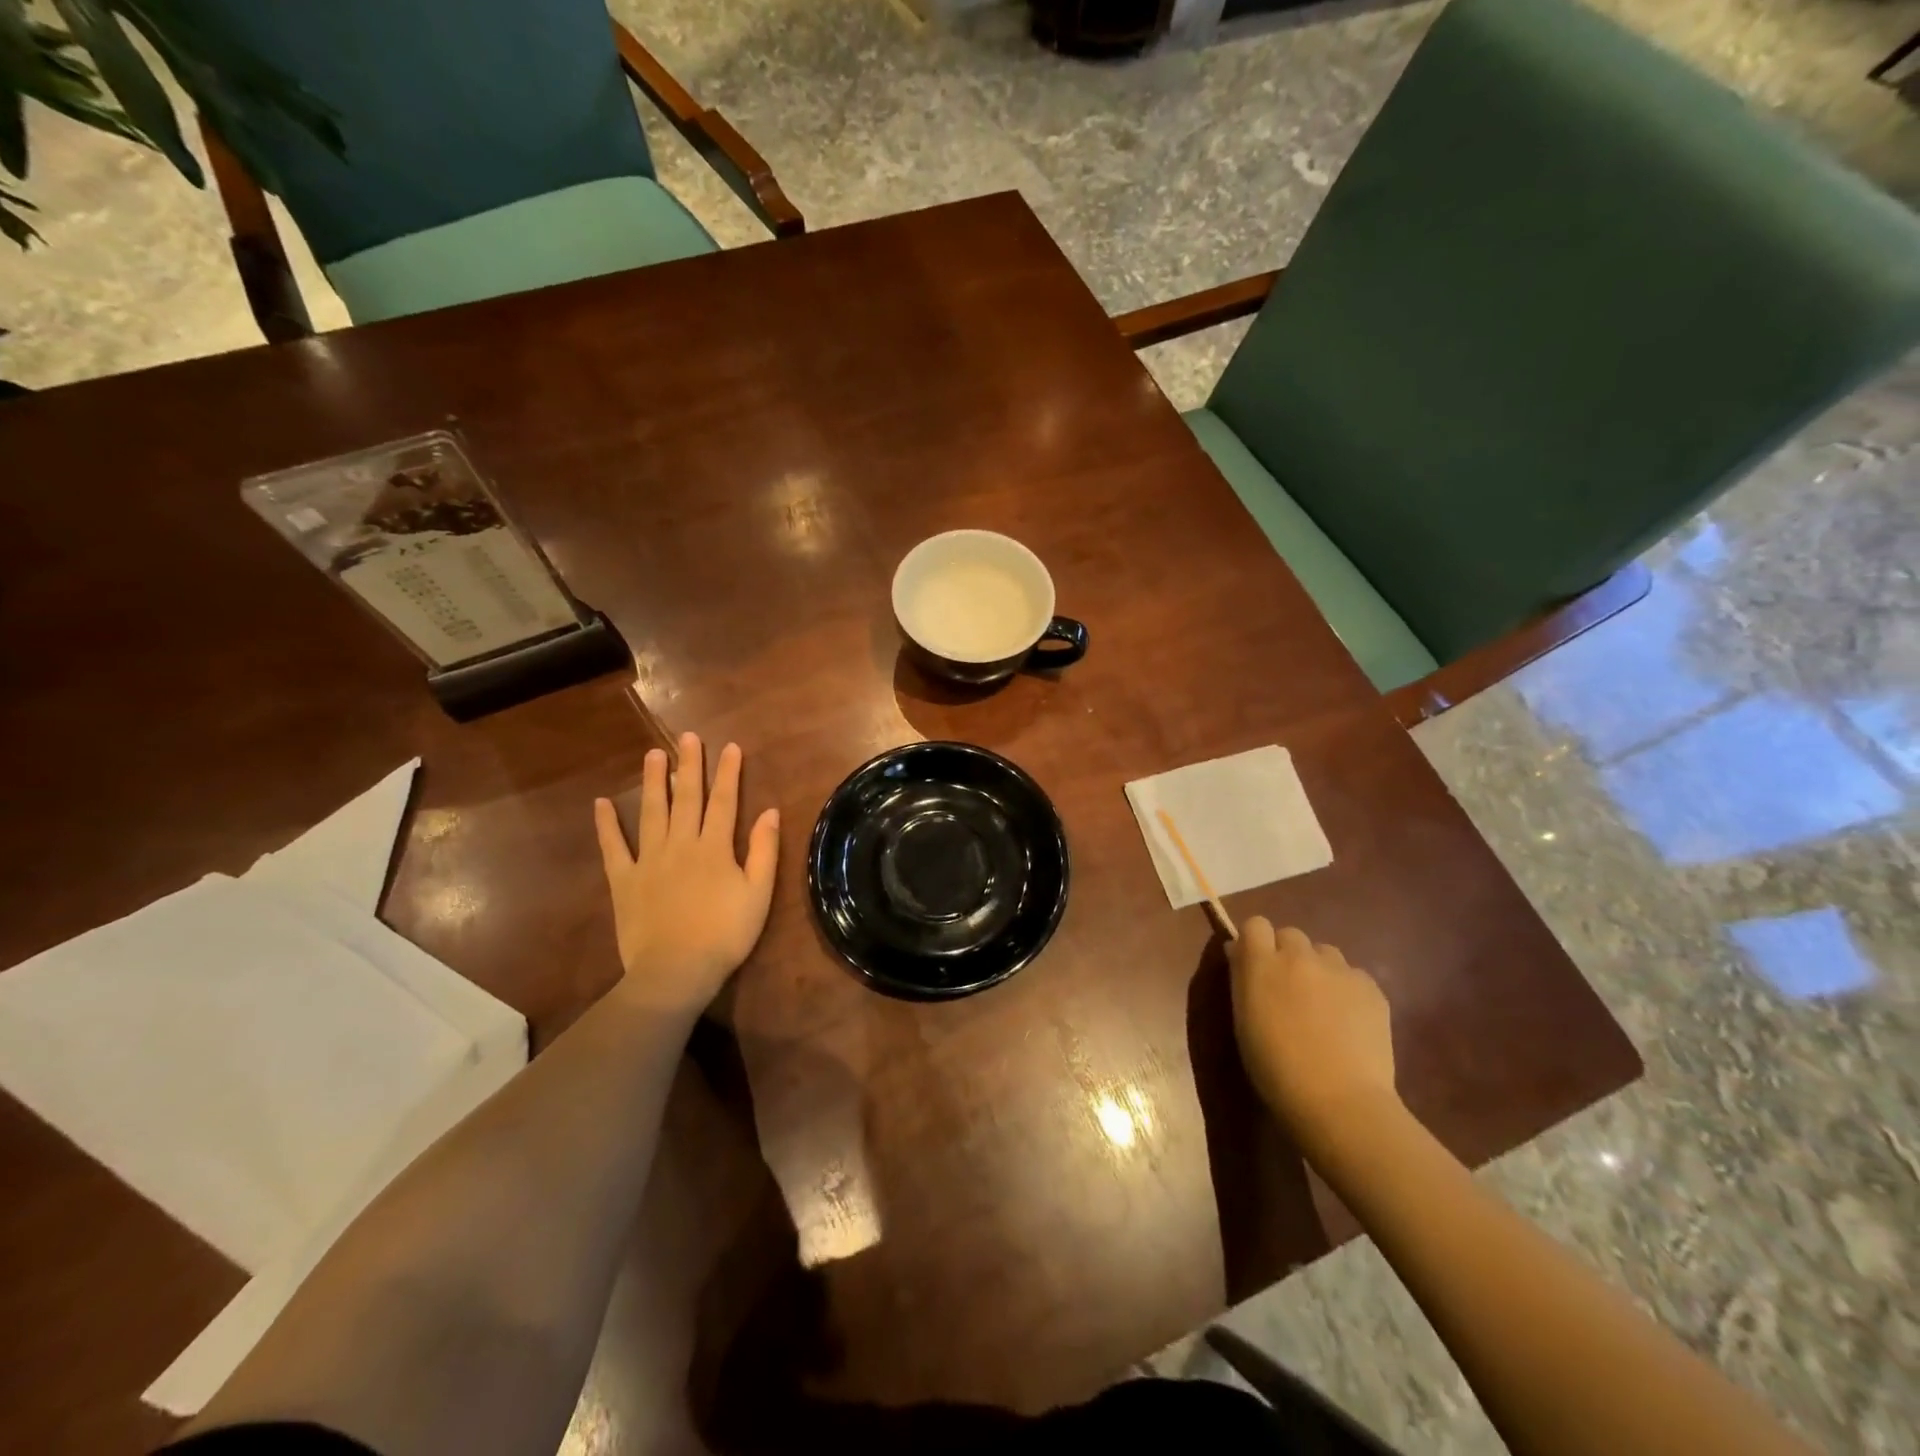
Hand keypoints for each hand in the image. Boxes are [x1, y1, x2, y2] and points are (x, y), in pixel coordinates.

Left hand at [594, 733, 779, 1018]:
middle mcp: (681, 844)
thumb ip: (764, 851)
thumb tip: (771, 811)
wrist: (676, 971)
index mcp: (715, 847)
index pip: (725, 801)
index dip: (728, 773)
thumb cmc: (725, 934)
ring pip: (652, 812)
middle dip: (690, 765)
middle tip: (687, 736)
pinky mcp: (624, 880)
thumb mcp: (759, 894)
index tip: (730, 747)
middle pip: (687, 798)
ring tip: (653, 754)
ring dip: (654, 782)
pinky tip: (602, 803)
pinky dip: (607, 825)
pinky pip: (614, 847)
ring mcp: (649, 860)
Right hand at [1229, 917, 1397, 1142]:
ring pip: (1324, 953)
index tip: (1255, 964)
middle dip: (1287, 954)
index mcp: (1262, 963)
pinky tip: (1348, 1022)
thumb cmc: (1276, 1068)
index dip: (1255, 941)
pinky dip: (1347, 990)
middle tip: (1289, 989)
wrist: (1339, 1101)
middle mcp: (1299, 956)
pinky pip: (1353, 975)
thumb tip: (1240, 953)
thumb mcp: (1244, 1020)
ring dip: (1318, 969)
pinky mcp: (1371, 987)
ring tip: (1322, 1005)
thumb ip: (1243, 979)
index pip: (1255, 924)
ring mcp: (1339, 969)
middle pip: (1291, 934)